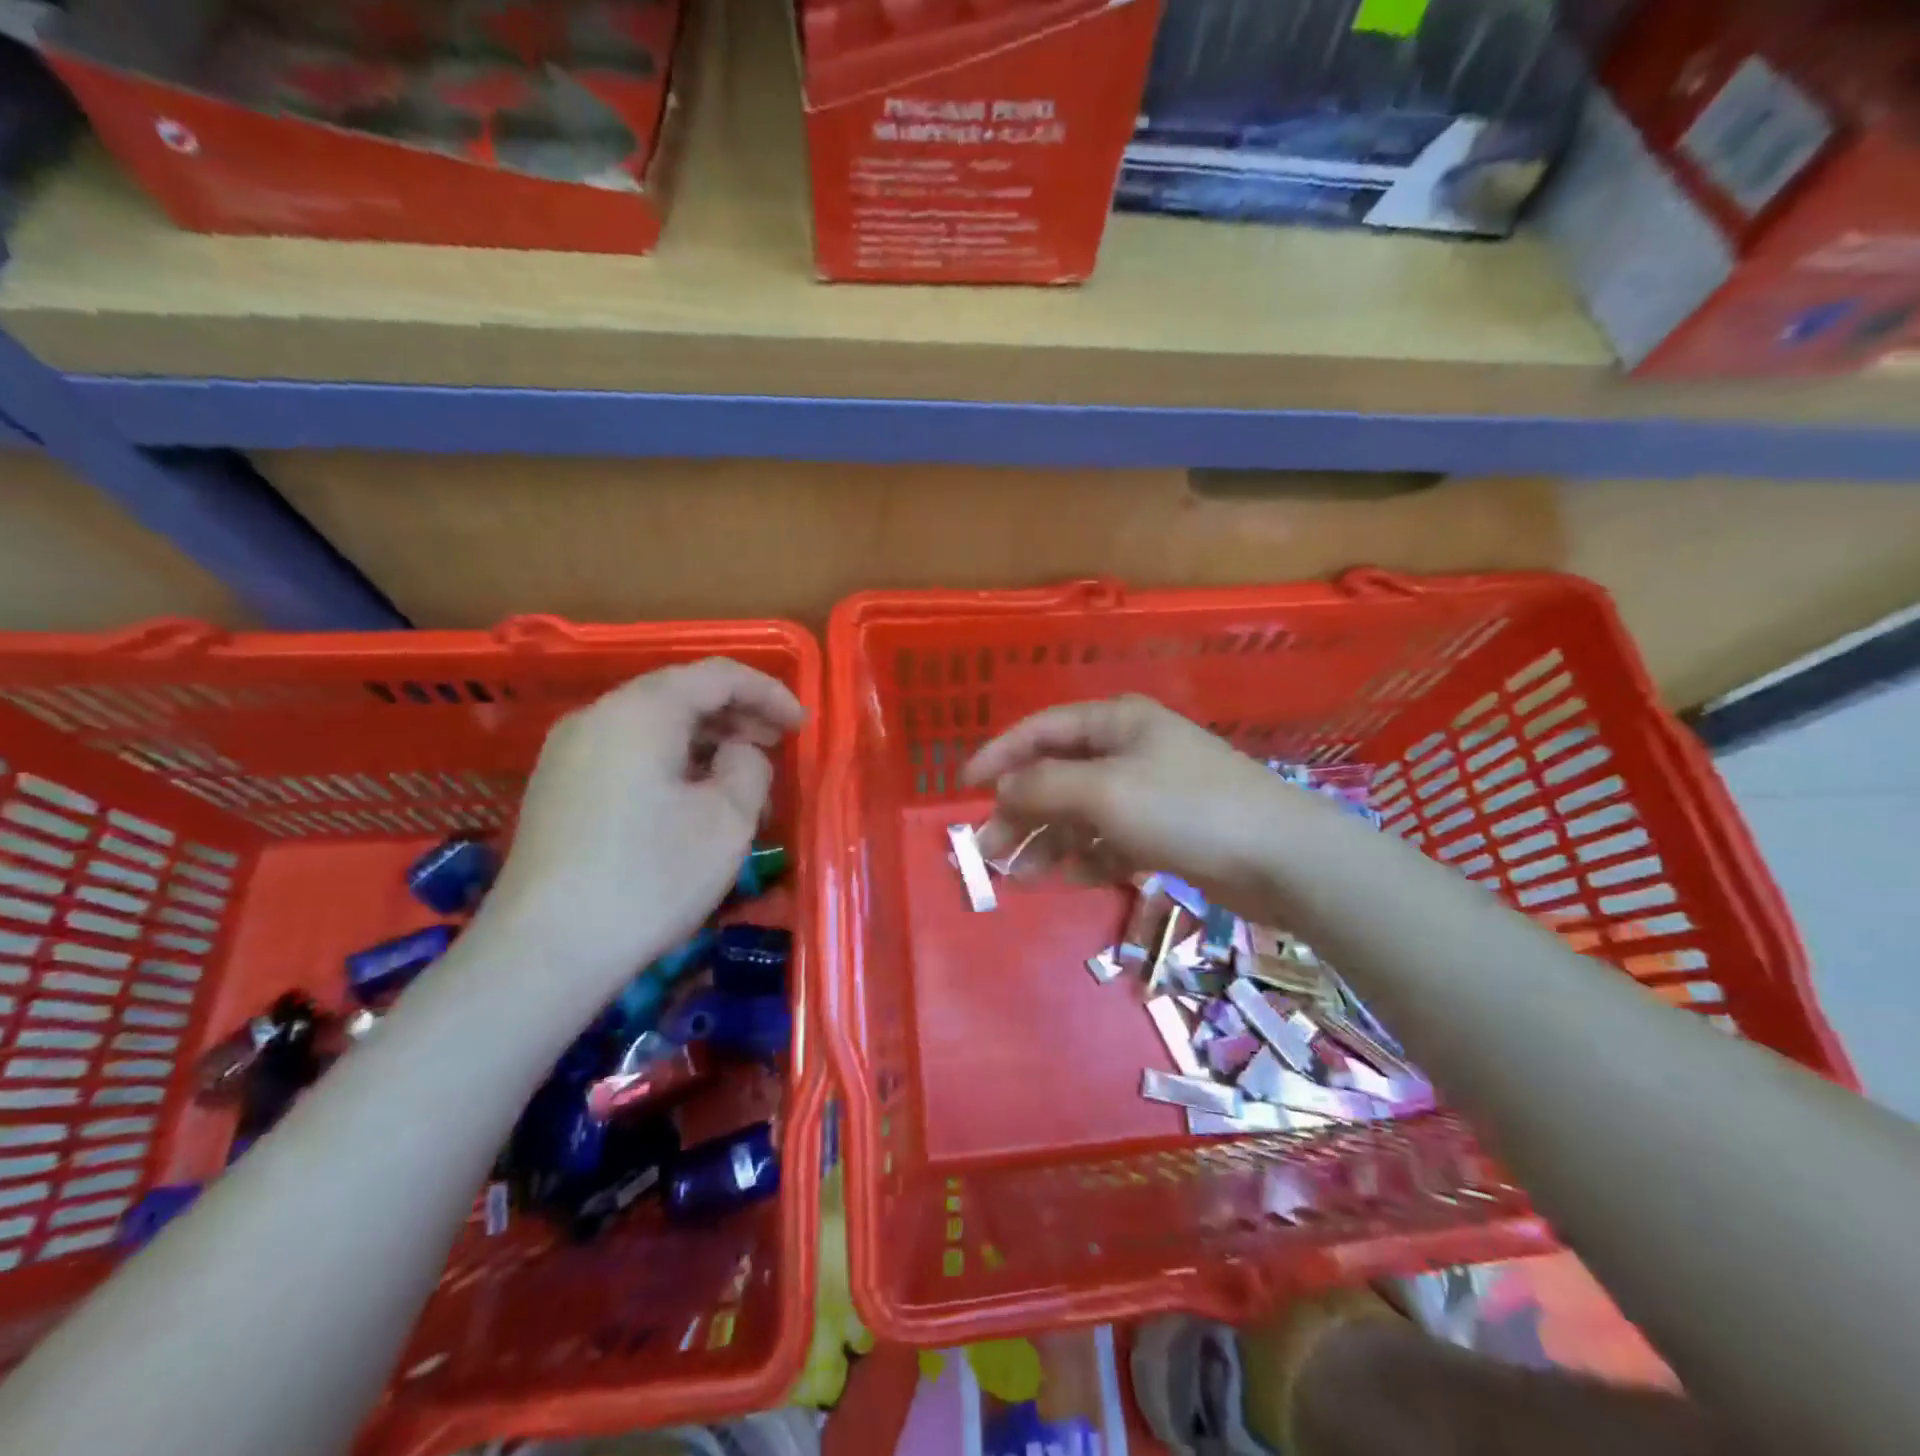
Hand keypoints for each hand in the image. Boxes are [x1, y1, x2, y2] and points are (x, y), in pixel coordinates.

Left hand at [482, 658, 803, 989]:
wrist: (544, 952)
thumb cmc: (650, 877)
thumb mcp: (727, 820)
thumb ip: (750, 766)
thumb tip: (739, 752)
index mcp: (641, 711)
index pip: (717, 676)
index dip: (768, 692)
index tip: (802, 726)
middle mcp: (598, 716)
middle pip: (681, 694)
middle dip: (738, 716)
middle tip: (778, 748)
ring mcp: (569, 753)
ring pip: (653, 726)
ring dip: (706, 742)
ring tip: (743, 779)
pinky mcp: (558, 788)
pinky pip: (628, 753)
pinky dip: (672, 761)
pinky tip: (693, 800)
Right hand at [960, 695, 1337, 919]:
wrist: (1283, 858)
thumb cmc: (1186, 809)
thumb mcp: (1105, 791)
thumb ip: (1045, 786)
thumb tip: (1004, 787)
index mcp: (1116, 722)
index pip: (1042, 730)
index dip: (999, 755)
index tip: (964, 787)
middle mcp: (1129, 750)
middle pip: (1058, 774)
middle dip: (1021, 810)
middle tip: (987, 849)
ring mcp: (1149, 792)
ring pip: (1082, 812)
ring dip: (1049, 840)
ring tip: (1019, 875)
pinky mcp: (1165, 830)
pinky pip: (1111, 839)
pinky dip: (1088, 856)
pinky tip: (1071, 878)